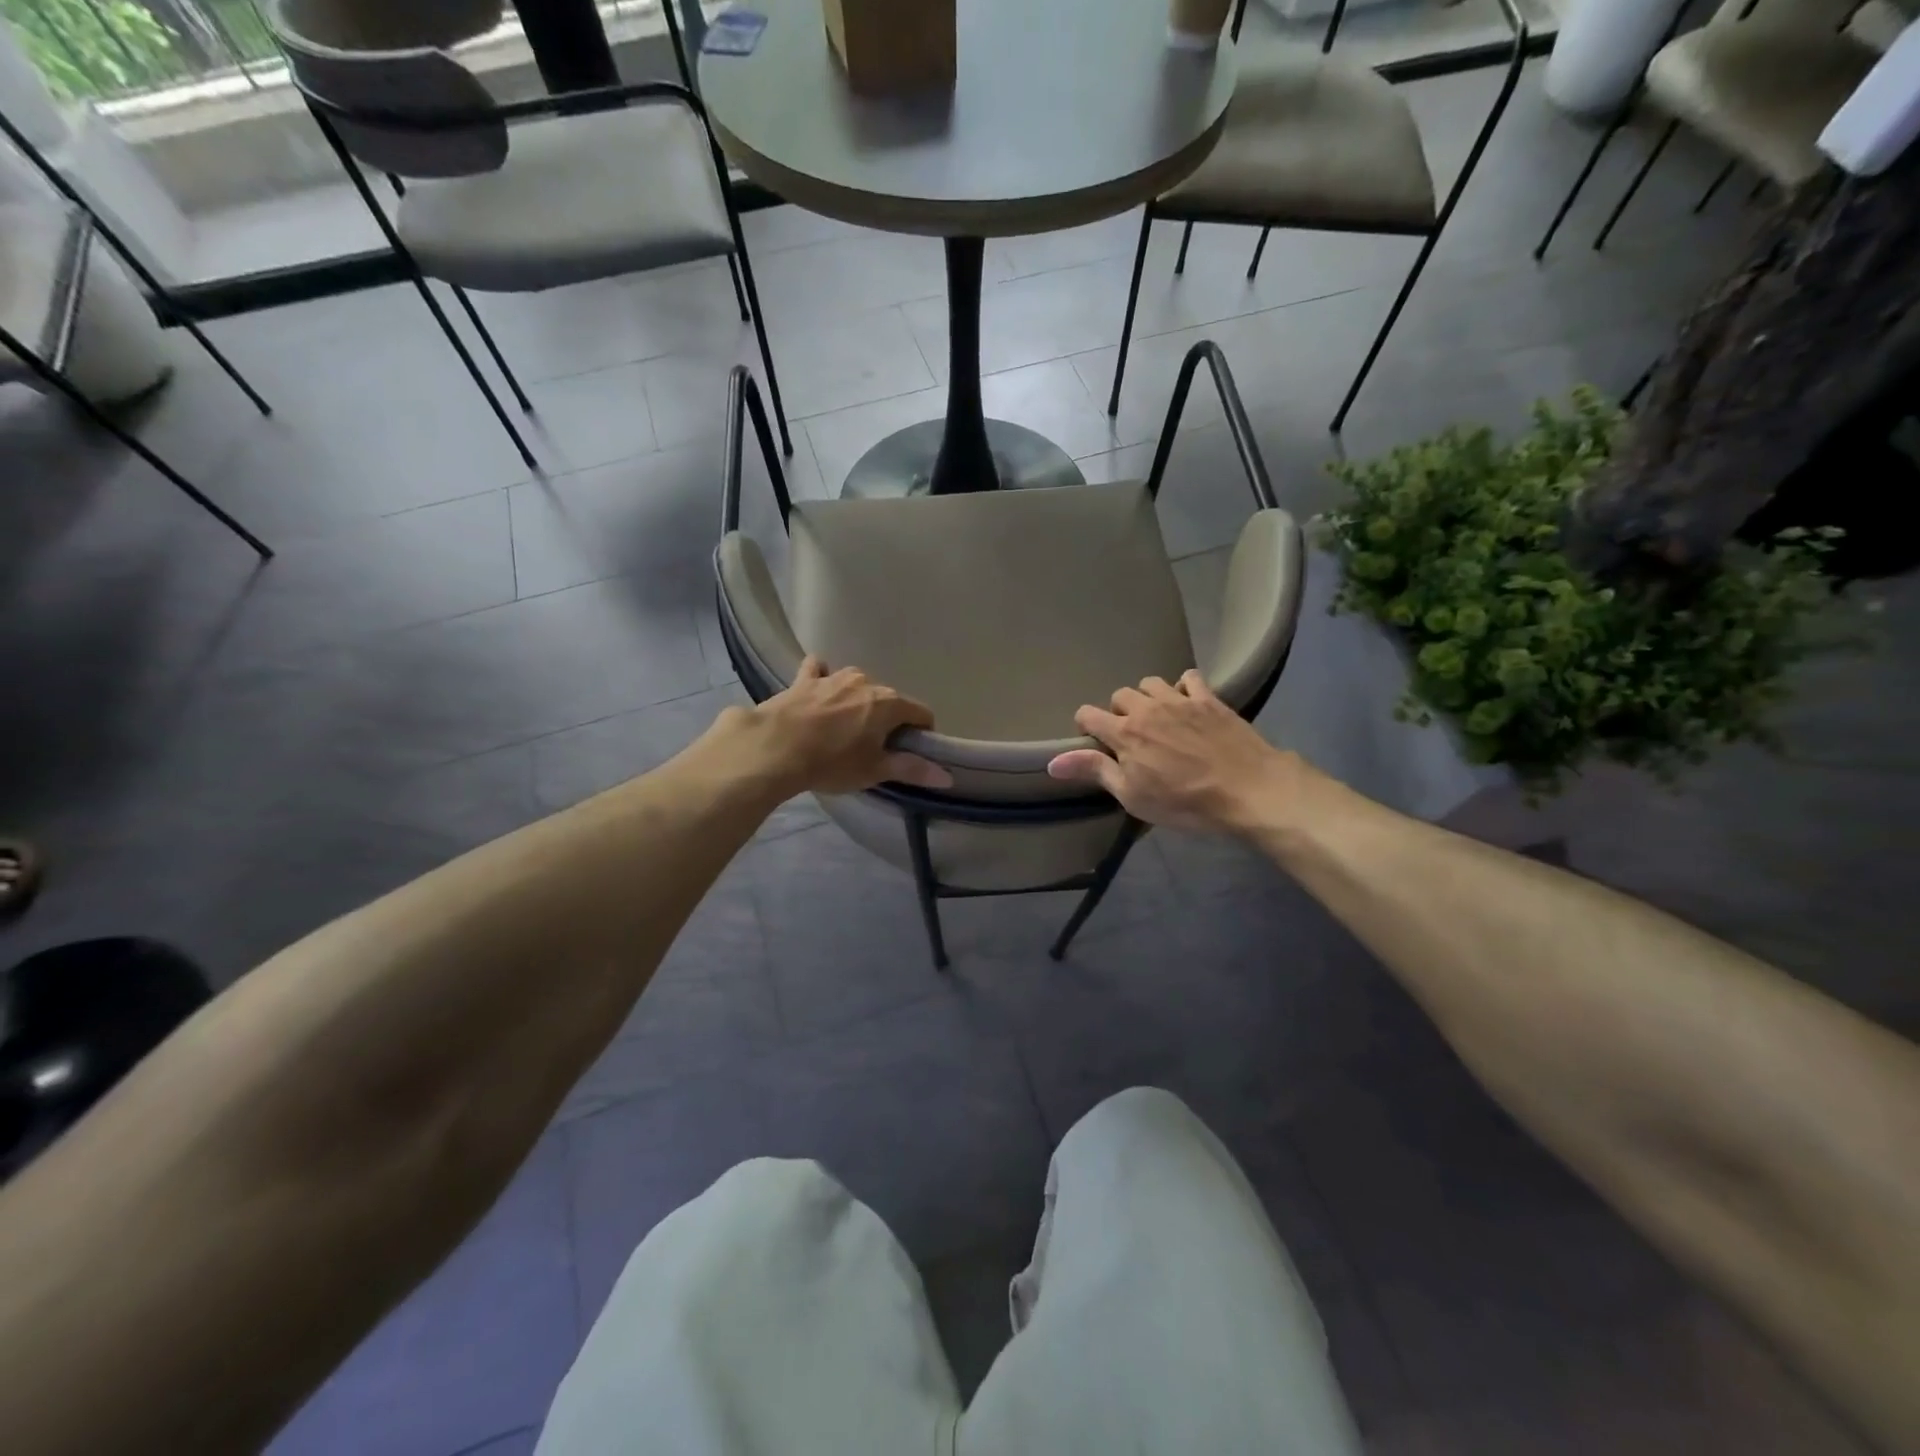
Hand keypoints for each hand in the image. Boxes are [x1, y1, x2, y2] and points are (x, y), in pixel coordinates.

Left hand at [737, 657, 951, 795]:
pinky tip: (817, 690)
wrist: (774, 748)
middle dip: (887, 719)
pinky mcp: (804, 679)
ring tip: (844, 725)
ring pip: (856, 684)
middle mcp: (866, 682)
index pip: (921, 713)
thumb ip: (912, 769)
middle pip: (888, 700)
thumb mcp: (874, 771)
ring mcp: (834, 677)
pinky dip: (822, 678)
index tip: (911, 751)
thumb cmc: (831, 762)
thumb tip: (948, 776)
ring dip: (857, 700)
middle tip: (873, 747)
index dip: (922, 733)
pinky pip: (819, 671)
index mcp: (889, 704)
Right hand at [1047, 670, 1297, 833]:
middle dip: (1118, 711)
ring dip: (1147, 697)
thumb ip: (1095, 771)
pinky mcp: (1209, 698)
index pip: (1088, 715)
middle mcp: (1147, 709)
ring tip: (1157, 717)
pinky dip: (1183, 687)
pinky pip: (1189, 678)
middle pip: (1119, 695)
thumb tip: (1052, 761)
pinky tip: (1187, 703)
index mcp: (1124, 733)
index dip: (1086, 726)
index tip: (1095, 742)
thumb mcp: (1133, 795)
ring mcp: (1179, 700)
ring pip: (1150, 683)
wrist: (1248, 789)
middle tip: (1130, 735)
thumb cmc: (1185, 802)